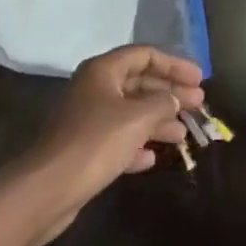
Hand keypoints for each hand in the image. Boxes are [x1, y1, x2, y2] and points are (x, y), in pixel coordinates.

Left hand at [12, 45, 205, 245]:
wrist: (47, 189)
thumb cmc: (95, 143)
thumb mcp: (136, 119)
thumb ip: (162, 104)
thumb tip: (174, 99)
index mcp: (103, 71)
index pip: (145, 55)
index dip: (174, 64)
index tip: (199, 79)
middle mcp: (95, 89)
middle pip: (139, 83)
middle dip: (170, 93)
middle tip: (198, 104)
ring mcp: (88, 119)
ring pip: (131, 112)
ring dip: (158, 121)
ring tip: (184, 134)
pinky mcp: (84, 149)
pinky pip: (118, 139)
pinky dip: (137, 145)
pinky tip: (153, 157)